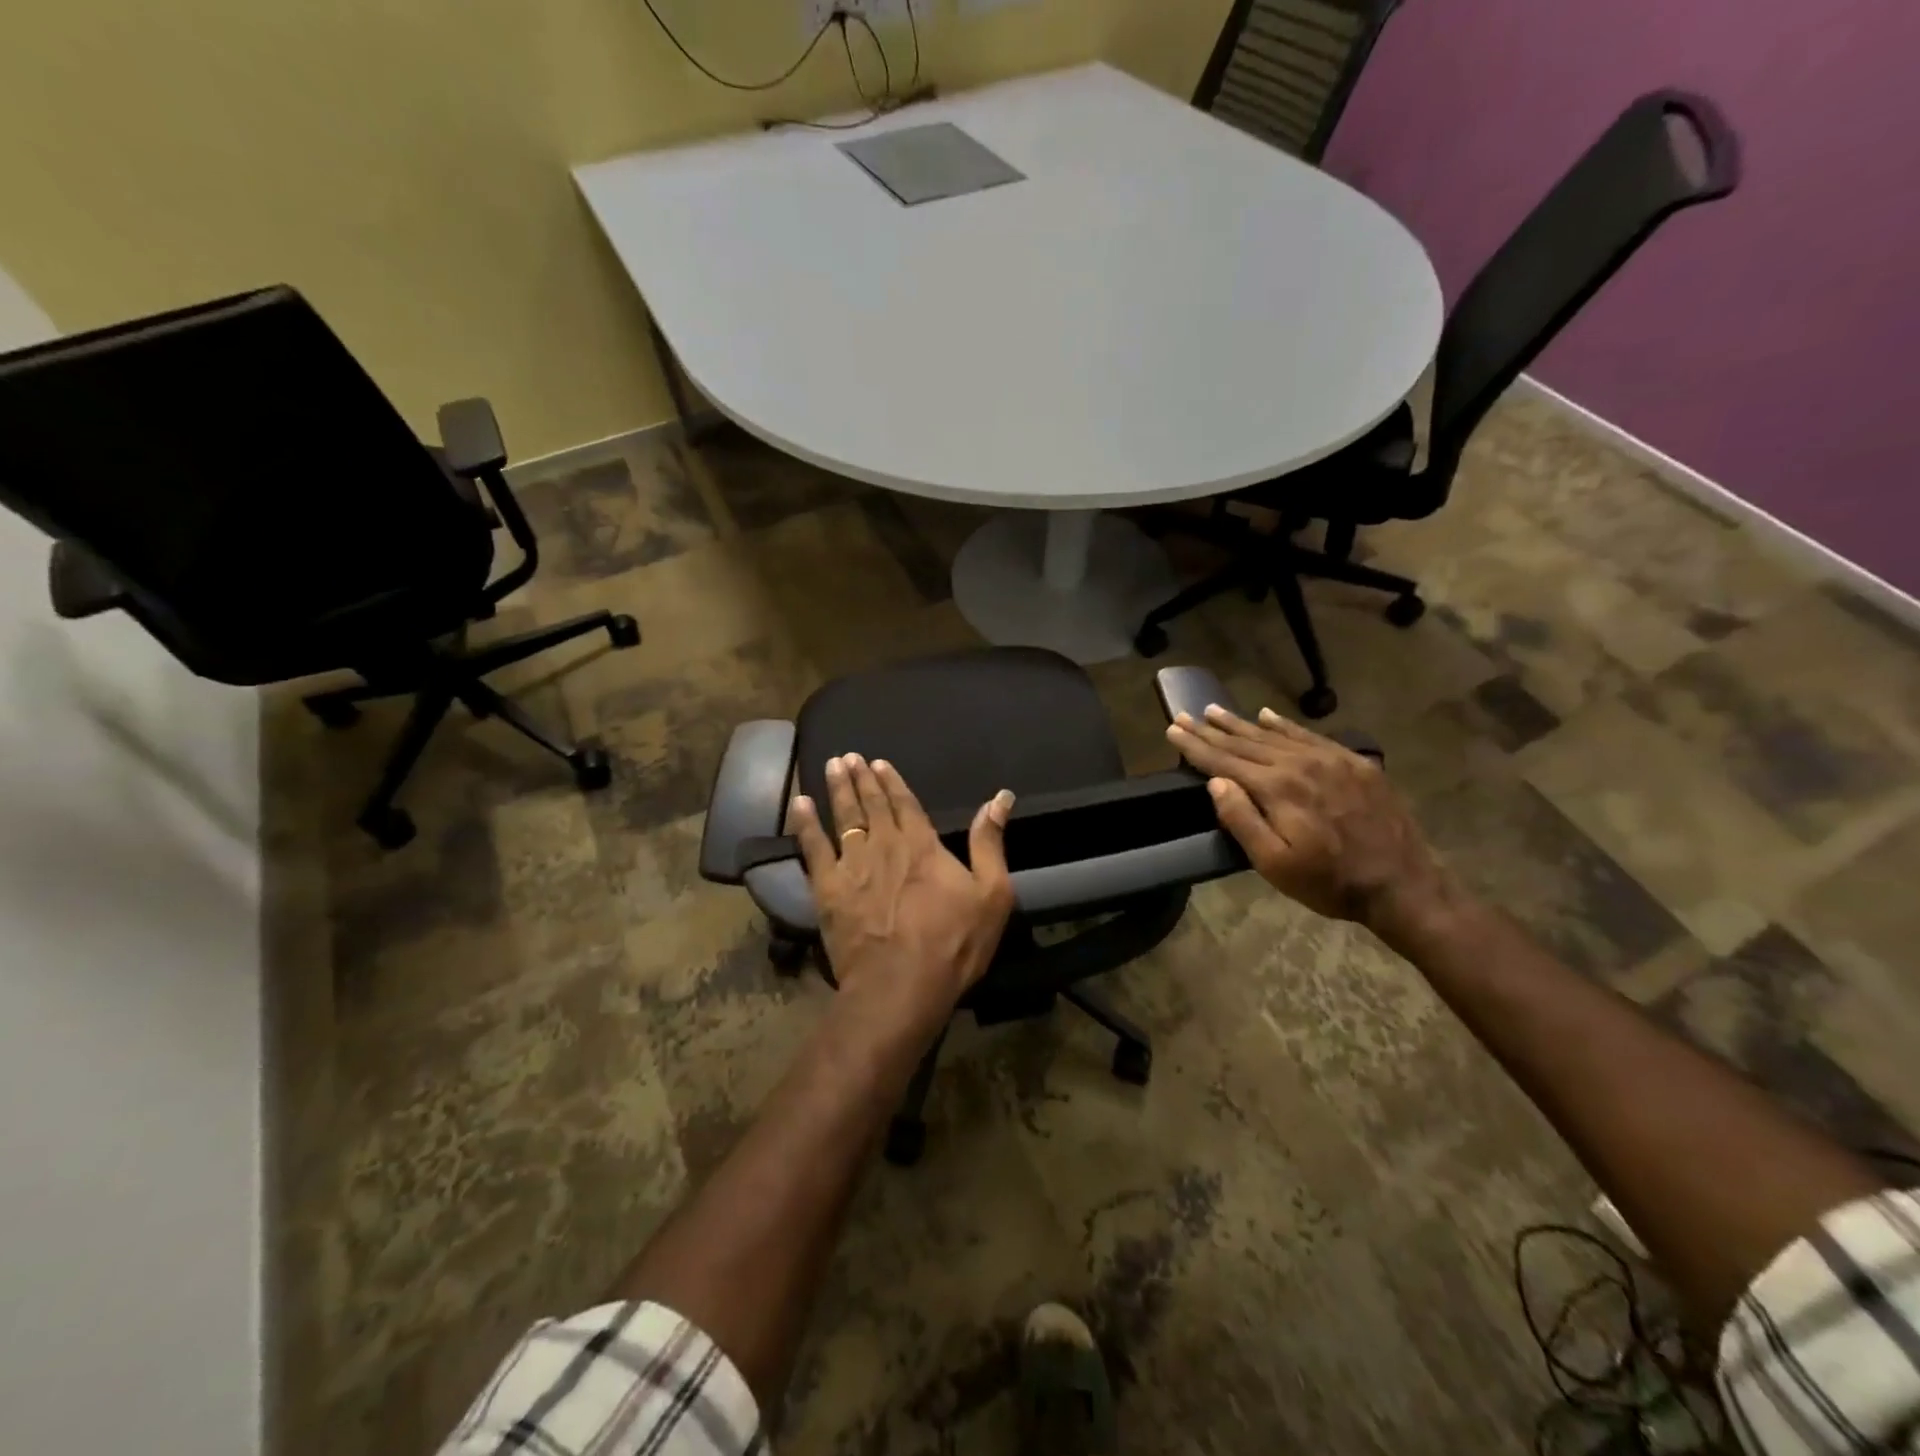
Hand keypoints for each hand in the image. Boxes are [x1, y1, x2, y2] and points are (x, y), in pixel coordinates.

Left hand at [790, 754, 1015, 1037]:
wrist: (900, 986)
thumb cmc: (953, 943)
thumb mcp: (991, 894)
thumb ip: (990, 842)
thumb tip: (1001, 798)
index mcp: (922, 845)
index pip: (904, 803)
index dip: (891, 782)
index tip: (879, 763)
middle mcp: (884, 845)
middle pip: (870, 805)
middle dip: (860, 778)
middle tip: (849, 757)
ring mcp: (852, 866)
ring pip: (842, 818)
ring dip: (837, 790)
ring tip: (831, 767)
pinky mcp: (827, 889)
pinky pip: (812, 848)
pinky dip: (805, 824)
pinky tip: (799, 805)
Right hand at [1166, 703, 1457, 943]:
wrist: (1403, 884)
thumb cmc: (1329, 882)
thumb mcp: (1275, 864)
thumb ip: (1242, 820)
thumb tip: (1216, 782)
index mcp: (1277, 789)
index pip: (1224, 761)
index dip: (1195, 746)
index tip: (1172, 729)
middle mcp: (1300, 764)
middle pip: (1245, 743)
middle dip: (1211, 730)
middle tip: (1185, 714)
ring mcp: (1330, 759)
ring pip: (1275, 735)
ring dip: (1241, 723)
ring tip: (1214, 710)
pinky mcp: (1354, 762)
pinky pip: (1310, 735)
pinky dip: (1284, 724)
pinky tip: (1267, 715)